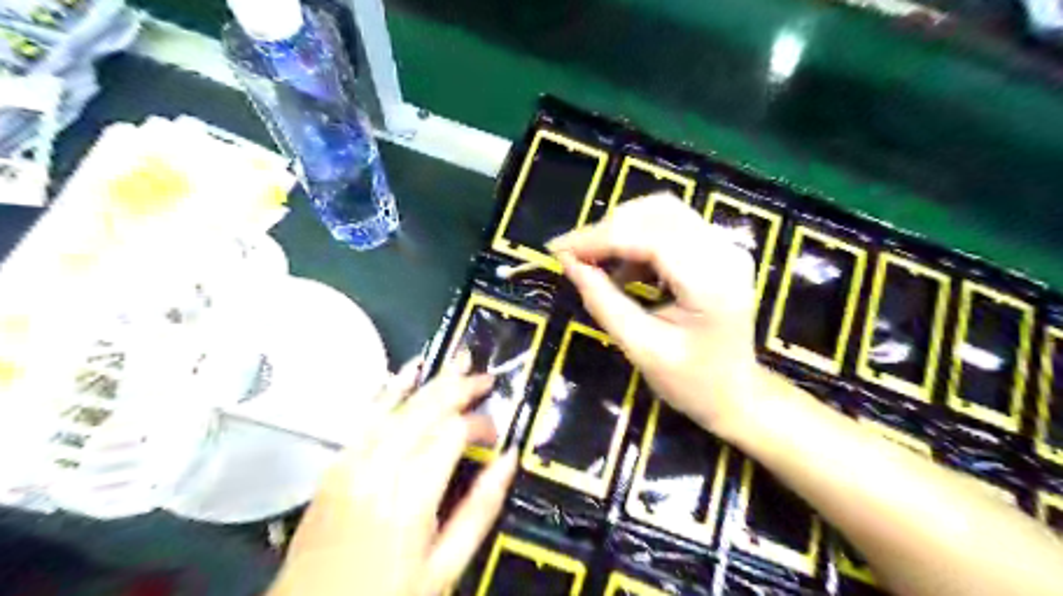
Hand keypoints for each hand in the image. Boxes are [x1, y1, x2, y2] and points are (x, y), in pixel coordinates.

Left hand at [270, 353, 519, 595]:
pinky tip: (408, 371)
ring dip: (431, 380)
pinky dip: (391, 388)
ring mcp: (351, 461)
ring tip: (457, 360)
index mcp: (409, 497)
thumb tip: (509, 459)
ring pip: (397, 405)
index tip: (496, 433)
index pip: (451, 434)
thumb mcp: (445, 568)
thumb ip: (480, 510)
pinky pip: (368, 414)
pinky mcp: (336, 463)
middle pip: (424, 410)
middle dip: (459, 387)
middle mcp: (378, 469)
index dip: (479, 424)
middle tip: (485, 377)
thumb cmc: (386, 595)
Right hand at [549, 193, 764, 438]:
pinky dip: (637, 238)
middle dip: (607, 229)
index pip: (649, 237)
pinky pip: (670, 226)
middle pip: (657, 213)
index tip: (559, 249)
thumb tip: (568, 263)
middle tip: (573, 255)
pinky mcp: (717, 249)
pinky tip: (623, 268)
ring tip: (594, 261)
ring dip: (621, 229)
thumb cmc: (692, 382)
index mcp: (711, 282)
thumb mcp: (641, 348)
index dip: (599, 238)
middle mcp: (724, 252)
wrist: (737, 394)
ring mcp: (725, 247)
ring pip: (662, 212)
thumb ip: (604, 303)